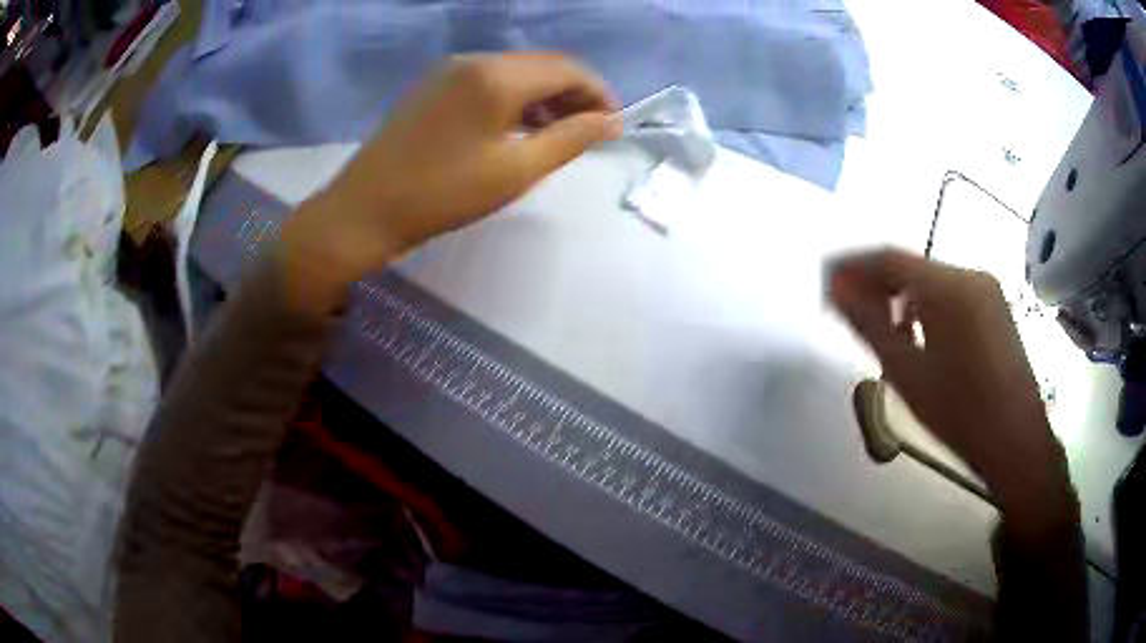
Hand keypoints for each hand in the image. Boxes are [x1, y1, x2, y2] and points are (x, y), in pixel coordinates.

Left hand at [279, 53, 621, 308]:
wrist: (363, 210)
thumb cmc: (442, 194)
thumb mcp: (515, 172)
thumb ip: (569, 140)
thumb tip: (610, 122)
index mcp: (496, 76)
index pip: (567, 69)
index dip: (599, 93)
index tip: (614, 125)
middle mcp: (474, 61)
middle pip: (542, 66)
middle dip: (575, 94)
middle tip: (592, 132)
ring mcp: (449, 71)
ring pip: (515, 73)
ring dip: (545, 97)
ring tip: (561, 134)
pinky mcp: (433, 87)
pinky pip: (488, 83)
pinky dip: (514, 100)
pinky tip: (520, 128)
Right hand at [829, 250, 1075, 530]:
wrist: (1016, 442)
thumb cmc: (960, 415)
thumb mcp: (908, 374)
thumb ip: (869, 325)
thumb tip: (836, 290)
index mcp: (950, 288)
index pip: (889, 259)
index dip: (852, 266)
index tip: (826, 283)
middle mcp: (970, 275)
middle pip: (911, 267)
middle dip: (875, 283)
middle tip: (845, 307)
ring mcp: (987, 290)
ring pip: (931, 281)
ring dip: (900, 296)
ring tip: (878, 326)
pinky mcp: (995, 307)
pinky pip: (951, 294)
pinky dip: (925, 305)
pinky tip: (916, 333)